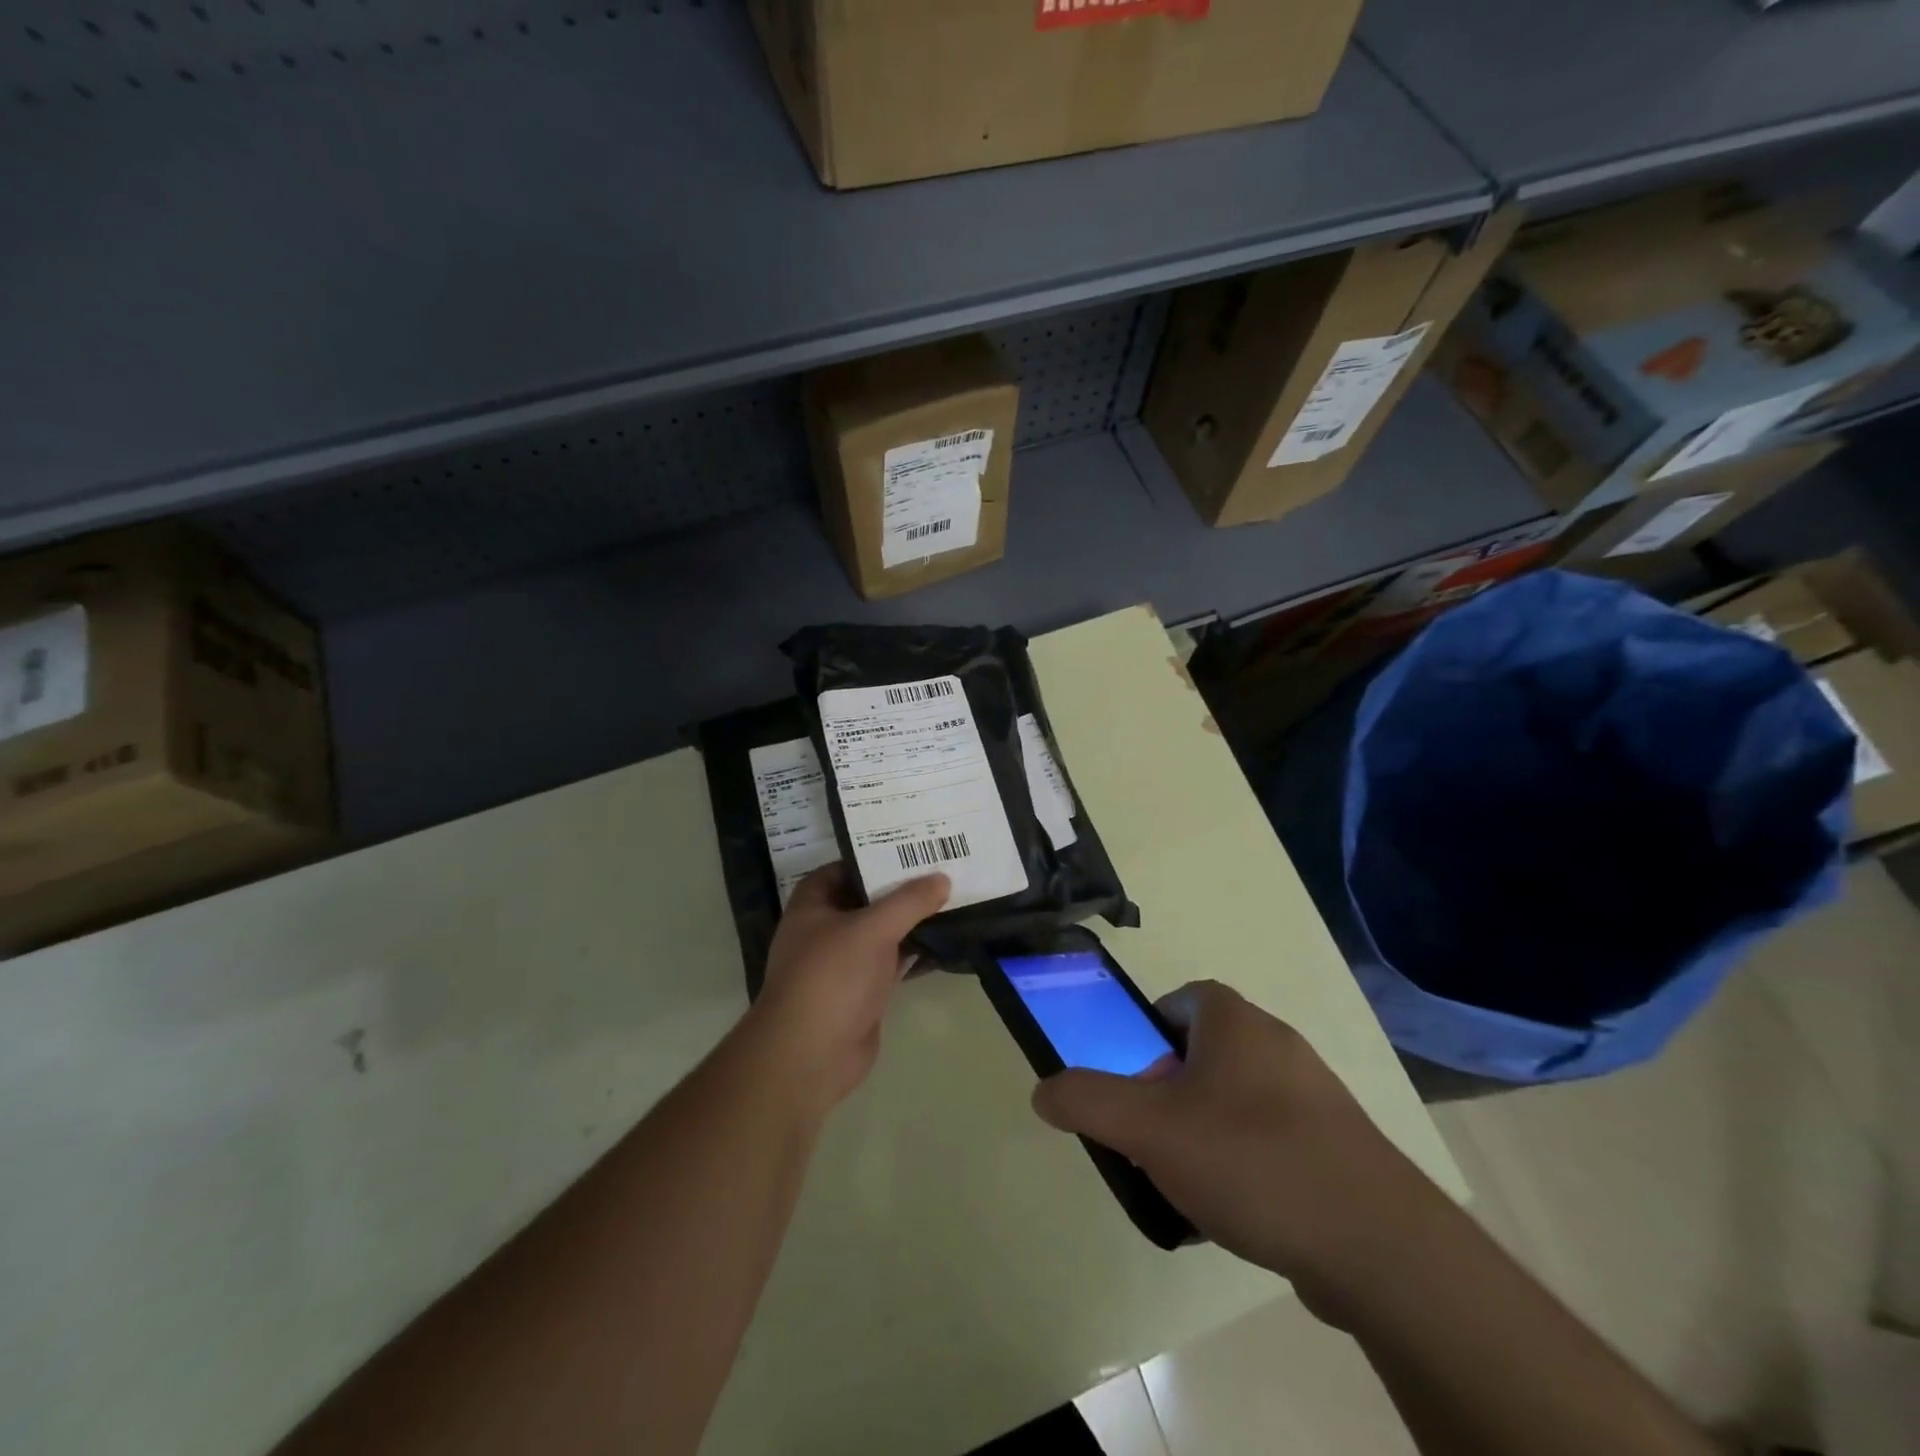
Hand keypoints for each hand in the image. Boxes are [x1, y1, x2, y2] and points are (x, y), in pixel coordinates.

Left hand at [747, 863, 948, 1112]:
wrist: (811, 1054)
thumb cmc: (831, 976)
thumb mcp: (872, 928)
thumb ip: (909, 901)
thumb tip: (942, 879)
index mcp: (813, 904)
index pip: (844, 867)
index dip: (874, 856)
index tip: (912, 848)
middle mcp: (825, 929)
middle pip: (866, 899)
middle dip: (900, 888)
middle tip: (942, 869)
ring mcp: (843, 962)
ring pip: (882, 932)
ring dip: (911, 921)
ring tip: (952, 899)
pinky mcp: (862, 991)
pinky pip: (892, 962)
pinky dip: (914, 953)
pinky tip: (945, 941)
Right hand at [1031, 981, 1445, 1301]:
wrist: (1378, 1245)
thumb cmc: (1251, 1158)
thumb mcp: (1149, 1128)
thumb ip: (1088, 1101)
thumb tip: (1043, 1089)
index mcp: (1234, 1019)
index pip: (1178, 1000)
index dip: (1146, 1034)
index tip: (1132, 1081)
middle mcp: (1277, 1042)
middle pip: (1202, 1053)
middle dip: (1169, 1091)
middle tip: (1150, 1137)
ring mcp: (1314, 1095)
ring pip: (1236, 1100)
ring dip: (1205, 1131)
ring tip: (1188, 1183)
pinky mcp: (1338, 1146)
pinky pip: (1272, 1140)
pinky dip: (1246, 1164)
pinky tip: (1237, 1212)